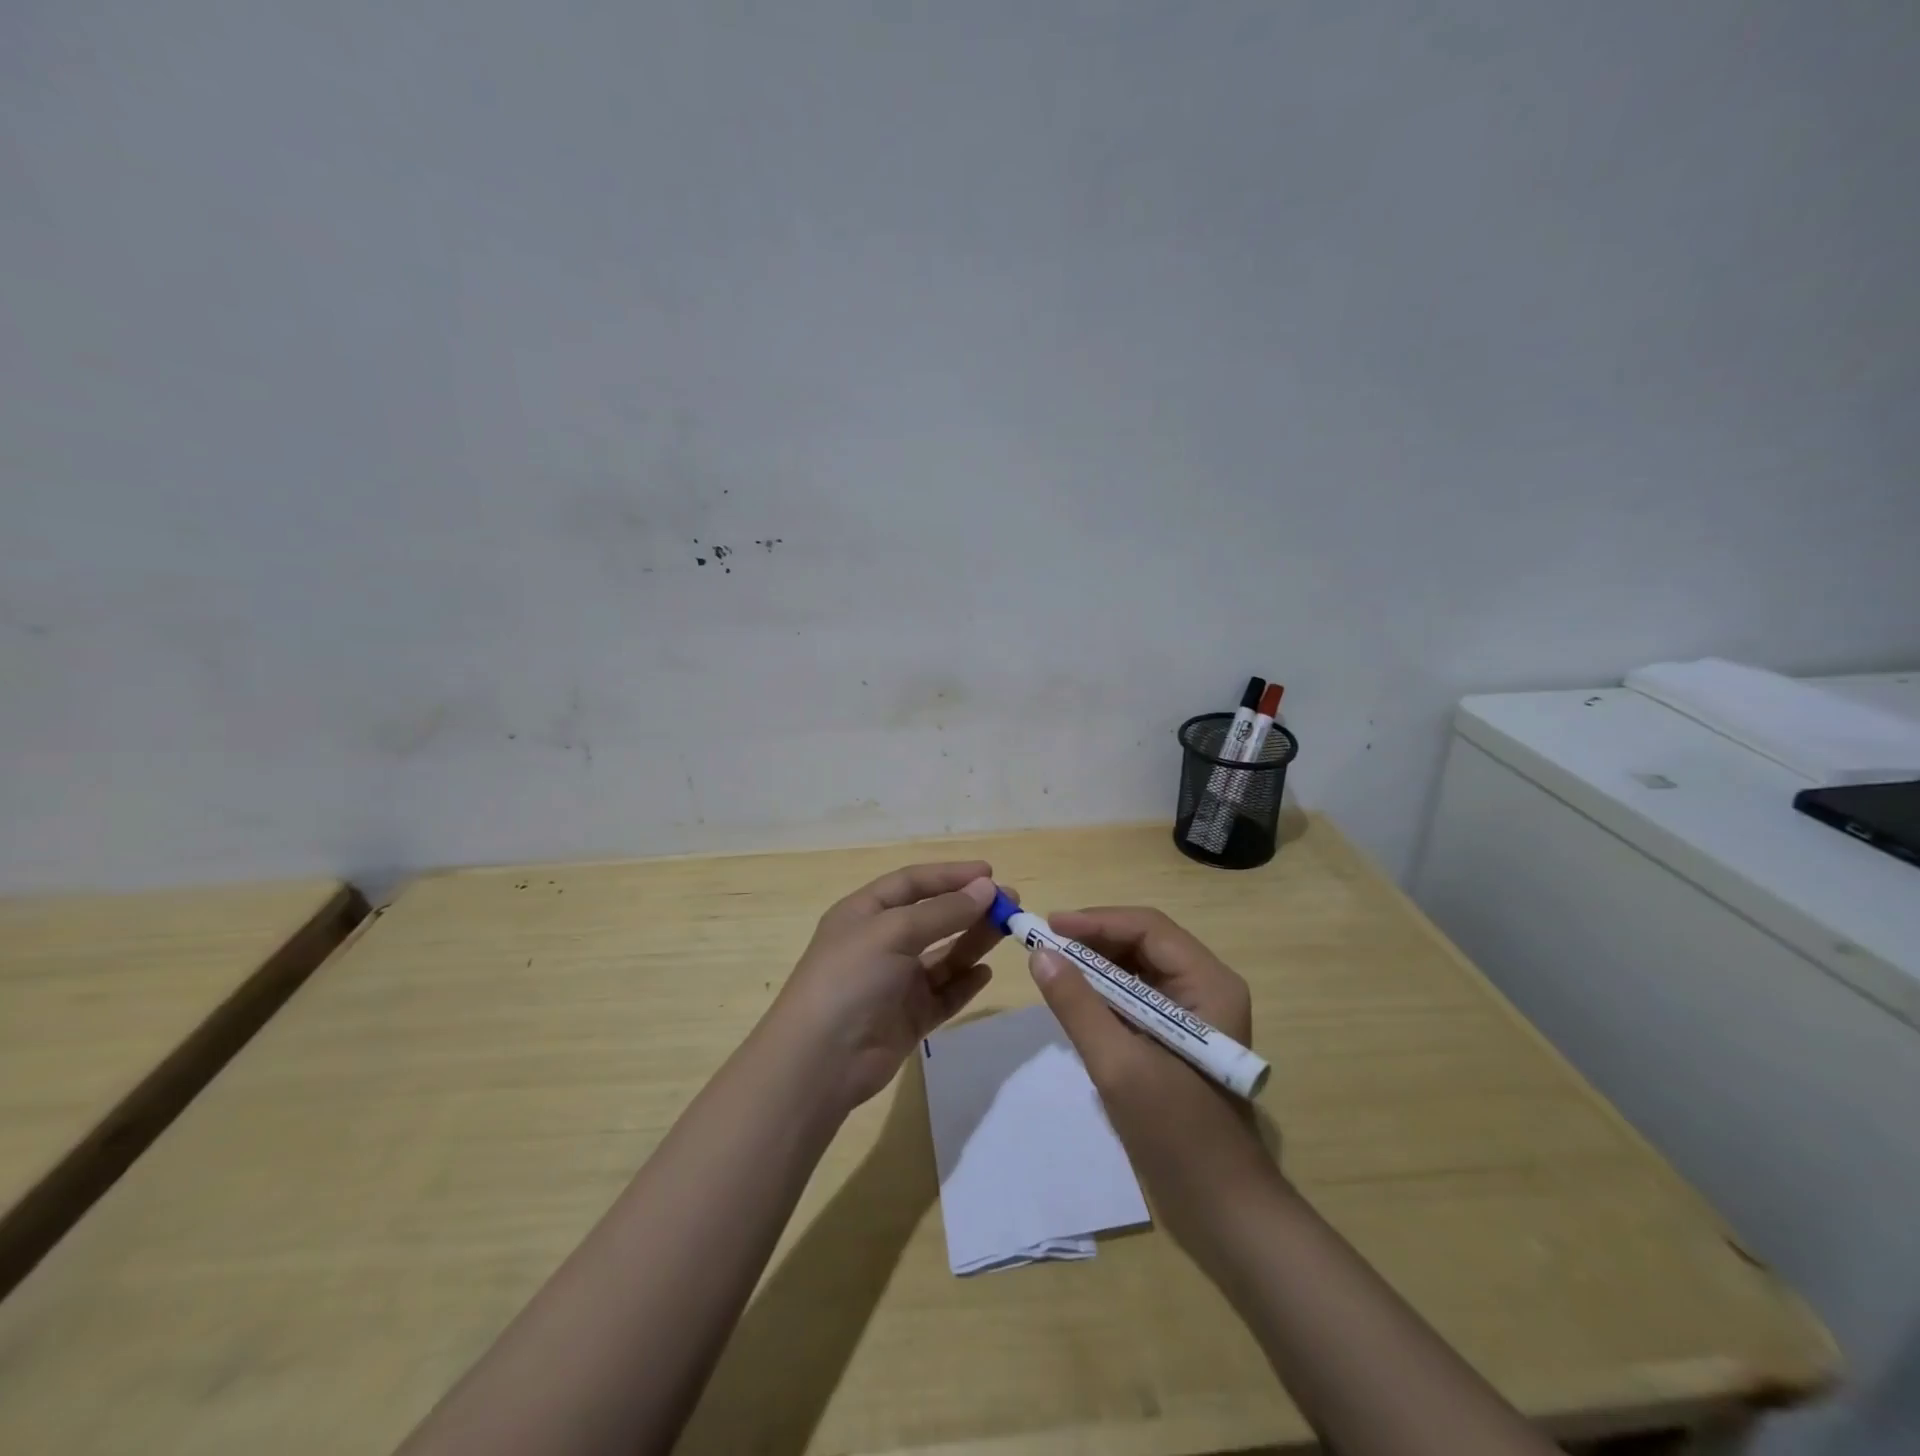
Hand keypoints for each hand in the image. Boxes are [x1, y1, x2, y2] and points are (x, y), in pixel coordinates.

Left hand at [766, 862, 1003, 1113]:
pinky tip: (985, 973)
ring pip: (944, 955)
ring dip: (974, 941)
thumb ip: (943, 912)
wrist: (820, 1062)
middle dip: (970, 908)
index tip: (990, 874)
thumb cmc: (850, 979)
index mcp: (865, 913)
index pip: (913, 883)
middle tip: (1011, 905)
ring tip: (1008, 931)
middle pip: (933, 917)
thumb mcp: (894, 933)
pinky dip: (965, 982)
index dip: (950, 875)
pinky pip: (944, 994)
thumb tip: (986, 888)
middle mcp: (881, 943)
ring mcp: (896, 982)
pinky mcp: (909, 1017)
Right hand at [1029, 907, 1275, 1243]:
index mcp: (1209, 983)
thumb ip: (1078, 1005)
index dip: (1096, 921)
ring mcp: (1194, 1014)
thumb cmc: (1177, 1133)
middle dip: (1093, 941)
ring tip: (1054, 967)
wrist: (1223, 1209)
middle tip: (1045, 945)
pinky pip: (1138, 998)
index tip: (1049, 926)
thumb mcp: (1119, 1065)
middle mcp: (1206, 987)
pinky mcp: (1179, 1038)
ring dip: (1096, 965)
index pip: (1148, 928)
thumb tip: (1040, 953)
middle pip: (1144, 943)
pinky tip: (1077, 1001)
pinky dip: (1105, 993)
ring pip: (1138, 969)